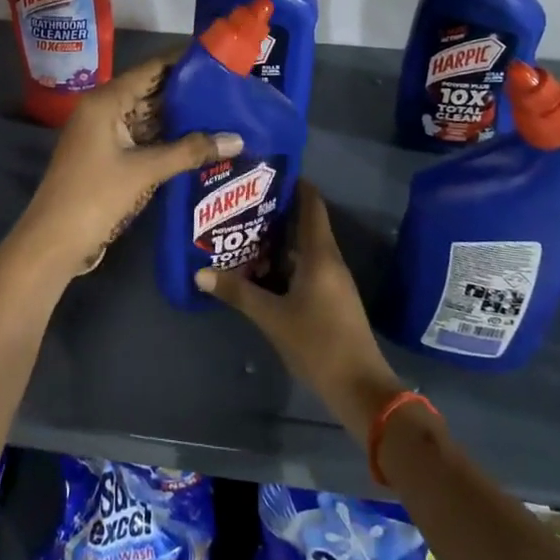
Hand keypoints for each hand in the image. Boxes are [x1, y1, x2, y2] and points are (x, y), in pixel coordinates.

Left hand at [7, 55, 241, 284]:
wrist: (53, 243)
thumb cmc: (95, 197)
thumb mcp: (145, 171)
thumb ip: (191, 151)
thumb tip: (237, 139)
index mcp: (106, 101)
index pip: (151, 69)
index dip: (183, 61)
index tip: (218, 57)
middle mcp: (104, 109)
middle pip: (151, 91)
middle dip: (187, 92)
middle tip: (229, 89)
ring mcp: (104, 134)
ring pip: (148, 117)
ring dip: (180, 118)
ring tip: (222, 113)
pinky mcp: (108, 156)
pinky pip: (142, 138)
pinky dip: (167, 139)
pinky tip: (198, 141)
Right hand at [196, 184, 404, 441]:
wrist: (360, 388)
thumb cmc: (318, 343)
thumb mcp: (272, 317)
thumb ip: (238, 292)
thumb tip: (200, 272)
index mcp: (320, 253)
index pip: (311, 203)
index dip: (293, 183)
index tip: (265, 171)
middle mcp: (329, 259)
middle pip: (305, 223)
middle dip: (275, 212)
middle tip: (241, 202)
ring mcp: (333, 280)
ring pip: (304, 248)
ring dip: (278, 240)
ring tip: (243, 232)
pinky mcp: (331, 299)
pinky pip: (306, 268)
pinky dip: (285, 263)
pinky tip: (261, 270)